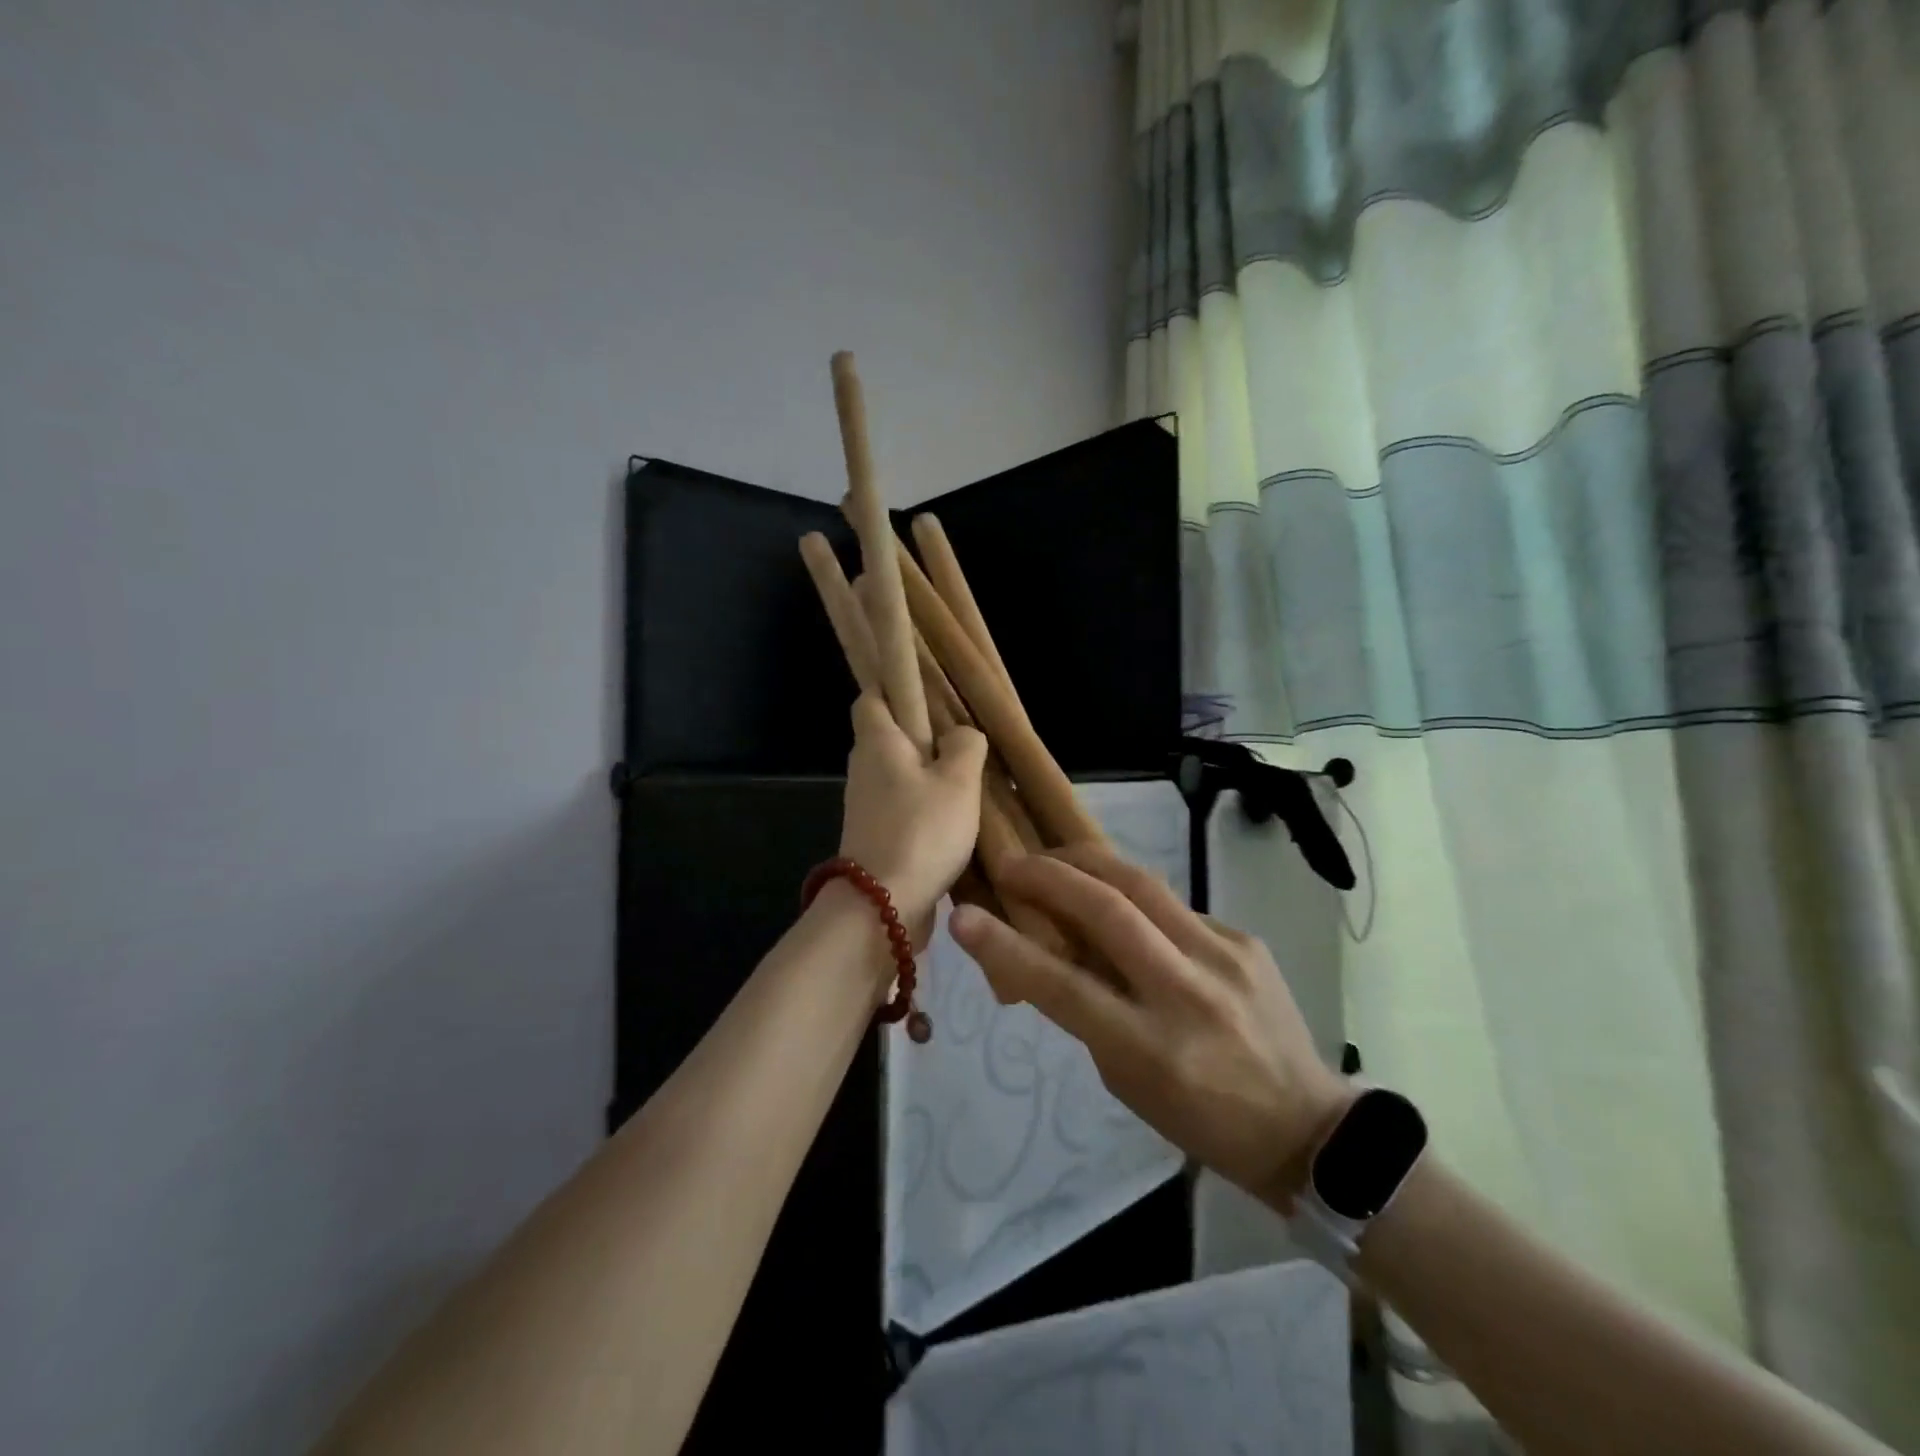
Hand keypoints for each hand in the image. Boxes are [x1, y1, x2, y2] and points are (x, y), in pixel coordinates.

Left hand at [837, 692, 987, 942]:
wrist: (882, 906)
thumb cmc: (921, 831)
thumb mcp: (957, 781)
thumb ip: (965, 746)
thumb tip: (961, 735)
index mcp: (877, 743)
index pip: (870, 698)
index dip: (893, 688)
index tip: (927, 693)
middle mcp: (864, 769)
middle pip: (888, 737)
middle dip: (922, 737)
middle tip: (963, 743)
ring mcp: (867, 807)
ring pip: (899, 776)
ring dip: (928, 777)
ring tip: (969, 784)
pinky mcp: (876, 838)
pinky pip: (903, 809)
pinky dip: (925, 809)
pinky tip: (957, 822)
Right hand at [948, 841, 1351, 1210]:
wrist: (1307, 1126)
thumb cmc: (1201, 1119)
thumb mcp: (1128, 1081)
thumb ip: (1089, 1012)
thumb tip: (1052, 951)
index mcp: (1152, 1049)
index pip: (1065, 986)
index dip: (1007, 947)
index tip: (964, 915)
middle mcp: (1188, 993)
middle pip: (1108, 911)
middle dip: (1049, 876)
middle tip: (1012, 862)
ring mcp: (1224, 958)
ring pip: (1143, 885)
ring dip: (1087, 864)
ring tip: (1053, 857)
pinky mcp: (1245, 939)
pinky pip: (1174, 904)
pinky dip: (1133, 895)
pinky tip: (1119, 900)